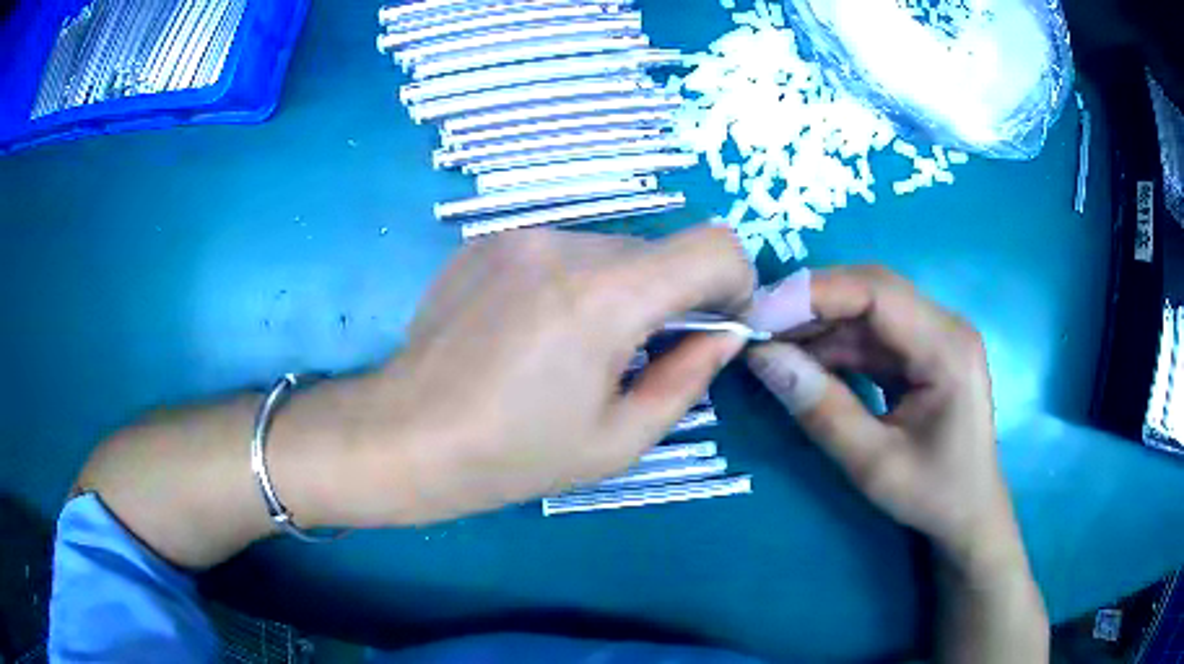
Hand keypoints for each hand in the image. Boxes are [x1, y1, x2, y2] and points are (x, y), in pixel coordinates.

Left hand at [327, 226, 754, 525]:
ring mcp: (519, 236)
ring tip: (575, 349)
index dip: (733, 282)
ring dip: (619, 291)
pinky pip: (559, 252)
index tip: (716, 326)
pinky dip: (572, 284)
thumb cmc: (512, 455)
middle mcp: (565, 245)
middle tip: (639, 356)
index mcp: (606, 296)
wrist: (404, 436)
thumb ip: (687, 379)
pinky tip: (532, 332)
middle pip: (660, 251)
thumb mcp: (617, 440)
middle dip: (671, 297)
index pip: (714, 246)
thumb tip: (725, 335)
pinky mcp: (487, 242)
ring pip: (610, 250)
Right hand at [745, 267, 1017, 568]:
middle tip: (755, 326)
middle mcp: (944, 326)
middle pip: (871, 289)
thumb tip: (762, 359)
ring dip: (818, 325)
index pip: (877, 292)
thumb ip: (822, 410)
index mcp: (947, 347)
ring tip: (769, 346)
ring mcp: (934, 336)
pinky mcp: (921, 352)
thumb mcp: (874, 464)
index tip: (759, 315)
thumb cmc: (933, 495)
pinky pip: (871, 335)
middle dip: (810, 304)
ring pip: (866, 310)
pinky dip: (833, 346)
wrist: (969, 514)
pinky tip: (801, 361)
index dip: (815, 294)